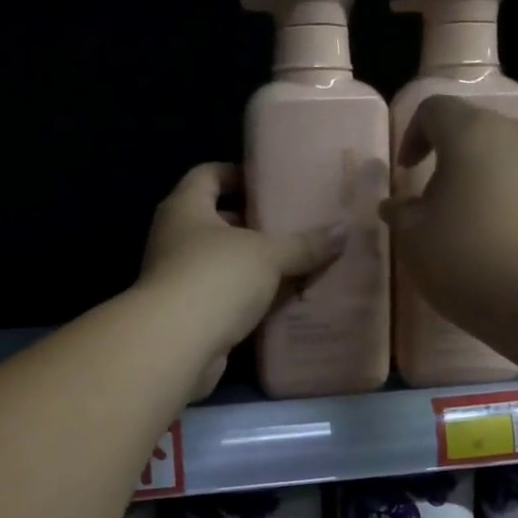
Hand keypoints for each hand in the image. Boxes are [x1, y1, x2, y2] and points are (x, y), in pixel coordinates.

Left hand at [140, 164, 346, 397]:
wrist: (176, 344)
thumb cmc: (216, 278)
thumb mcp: (268, 255)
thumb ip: (304, 244)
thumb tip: (343, 230)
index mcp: (185, 207)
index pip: (207, 174)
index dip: (237, 173)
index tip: (270, 182)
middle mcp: (174, 237)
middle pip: (216, 220)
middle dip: (252, 223)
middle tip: (292, 225)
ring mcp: (177, 277)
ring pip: (220, 262)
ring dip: (252, 264)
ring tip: (294, 263)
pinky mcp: (186, 314)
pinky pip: (222, 296)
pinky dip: (246, 297)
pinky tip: (279, 301)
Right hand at [381, 97, 517, 321]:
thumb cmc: (469, 258)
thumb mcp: (414, 239)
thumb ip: (400, 213)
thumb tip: (398, 204)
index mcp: (471, 131)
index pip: (433, 110)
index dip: (412, 136)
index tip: (406, 173)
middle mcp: (515, 132)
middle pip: (471, 131)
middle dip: (446, 160)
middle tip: (430, 204)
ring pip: (500, 157)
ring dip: (476, 180)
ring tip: (463, 226)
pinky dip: (503, 198)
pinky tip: (494, 239)